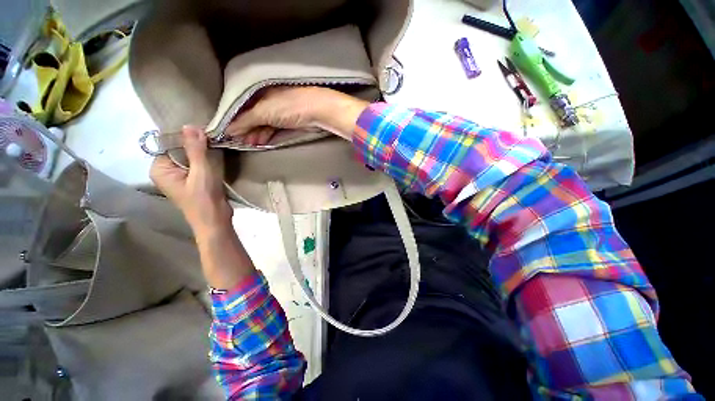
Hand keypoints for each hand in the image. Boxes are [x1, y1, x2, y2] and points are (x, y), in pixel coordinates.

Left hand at [150, 126, 231, 235]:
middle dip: (196, 144)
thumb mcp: (201, 172)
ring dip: (203, 152)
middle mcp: (165, 170)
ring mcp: (179, 176)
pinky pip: (196, 164)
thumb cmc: (204, 199)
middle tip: (213, 138)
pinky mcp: (191, 180)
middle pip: (180, 149)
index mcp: (159, 168)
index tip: (204, 131)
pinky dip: (206, 159)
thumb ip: (195, 150)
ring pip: (190, 156)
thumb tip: (190, 125)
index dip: (187, 137)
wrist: (215, 220)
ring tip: (216, 145)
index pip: (170, 143)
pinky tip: (216, 156)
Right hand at [226, 86, 368, 143]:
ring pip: (262, 123)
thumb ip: (245, 121)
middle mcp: (267, 100)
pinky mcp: (288, 121)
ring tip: (250, 144)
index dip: (234, 119)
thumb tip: (228, 129)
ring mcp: (279, 111)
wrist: (317, 111)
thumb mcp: (263, 111)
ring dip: (256, 134)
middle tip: (240, 141)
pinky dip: (266, 135)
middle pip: (252, 116)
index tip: (228, 132)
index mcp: (259, 92)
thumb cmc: (289, 106)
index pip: (241, 106)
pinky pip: (273, 128)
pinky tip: (261, 142)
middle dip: (246, 129)